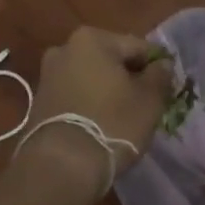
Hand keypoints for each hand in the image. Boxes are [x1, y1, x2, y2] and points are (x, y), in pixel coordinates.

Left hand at [23, 27, 174, 186]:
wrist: (61, 166)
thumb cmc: (112, 123)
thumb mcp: (149, 100)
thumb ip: (160, 76)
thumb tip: (162, 64)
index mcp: (92, 39)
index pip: (137, 47)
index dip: (156, 67)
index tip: (165, 90)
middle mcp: (64, 48)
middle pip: (111, 60)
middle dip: (128, 78)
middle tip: (145, 104)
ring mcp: (48, 75)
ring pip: (91, 78)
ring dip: (107, 91)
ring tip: (122, 118)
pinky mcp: (39, 101)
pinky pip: (74, 95)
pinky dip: (88, 104)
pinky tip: (99, 126)